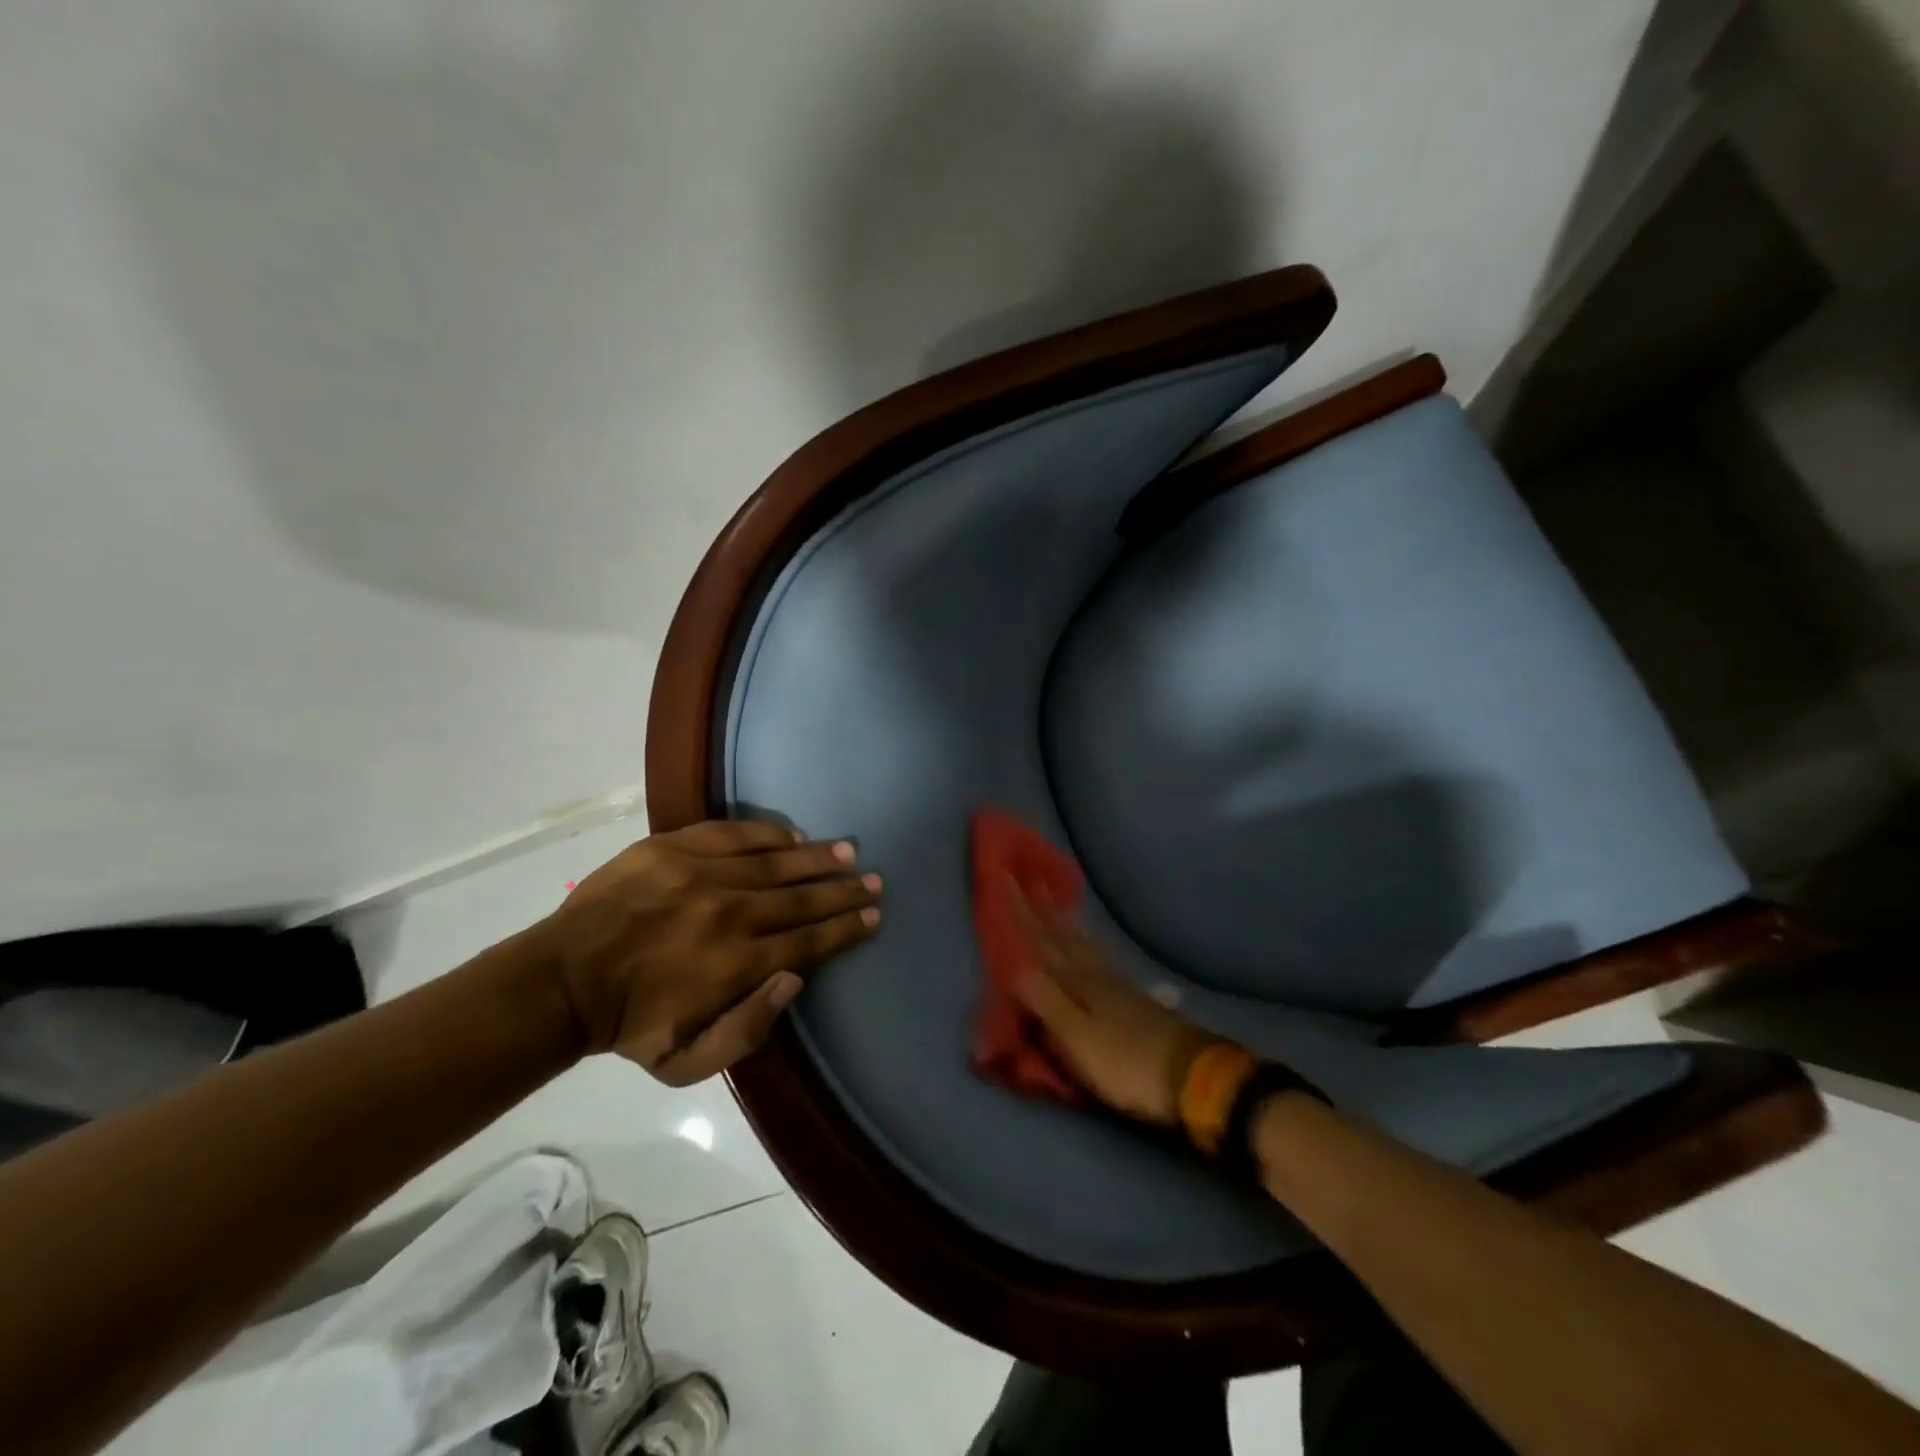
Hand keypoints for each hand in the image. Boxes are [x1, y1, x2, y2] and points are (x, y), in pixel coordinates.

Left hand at [533, 820, 880, 1083]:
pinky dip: (770, 834)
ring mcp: (702, 873)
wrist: (563, 979)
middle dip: (844, 891)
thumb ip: (747, 1030)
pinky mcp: (675, 847)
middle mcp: (730, 912)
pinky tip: (793, 835)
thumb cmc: (629, 1026)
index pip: (809, 940)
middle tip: (874, 881)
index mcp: (736, 964)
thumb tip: (794, 979)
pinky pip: (736, 833)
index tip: (873, 917)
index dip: (846, 928)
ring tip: (847, 853)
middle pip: (803, 897)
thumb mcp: (685, 1063)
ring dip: (818, 858)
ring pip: (777, 862)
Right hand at [1007, 884, 1212, 1125]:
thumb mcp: (1077, 1037)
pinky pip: (1100, 957)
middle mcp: (1095, 973)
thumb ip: (1045, 1000)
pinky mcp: (1134, 999)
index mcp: (1076, 981)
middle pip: (1062, 935)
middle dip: (1041, 906)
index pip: (1040, 940)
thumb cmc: (1125, 1061)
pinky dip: (1088, 943)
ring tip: (1056, 900)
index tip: (1004, 876)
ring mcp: (1118, 984)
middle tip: (1028, 874)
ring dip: (1065, 921)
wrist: (1192, 1077)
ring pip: (1083, 943)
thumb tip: (1011, 962)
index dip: (1020, 911)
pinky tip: (1092, 945)